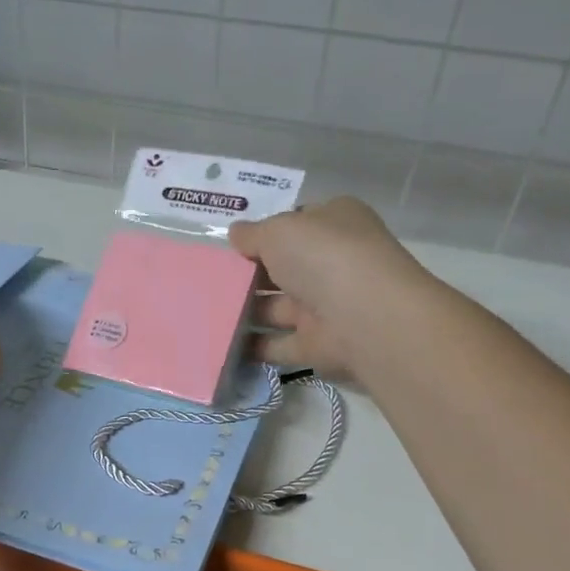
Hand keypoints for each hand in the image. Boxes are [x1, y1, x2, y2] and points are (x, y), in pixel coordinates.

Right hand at [229, 197, 432, 380]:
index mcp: (335, 224)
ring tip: (203, 313)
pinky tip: (220, 344)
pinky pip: (278, 345)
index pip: (297, 224)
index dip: (265, 232)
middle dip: (250, 274)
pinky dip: (253, 347)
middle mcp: (334, 264)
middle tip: (209, 280)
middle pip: (284, 268)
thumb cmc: (323, 256)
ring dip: (245, 312)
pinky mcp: (318, 345)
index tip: (231, 245)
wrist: (365, 317)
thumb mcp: (279, 230)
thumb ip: (253, 234)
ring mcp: (327, 307)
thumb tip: (237, 235)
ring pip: (278, 308)